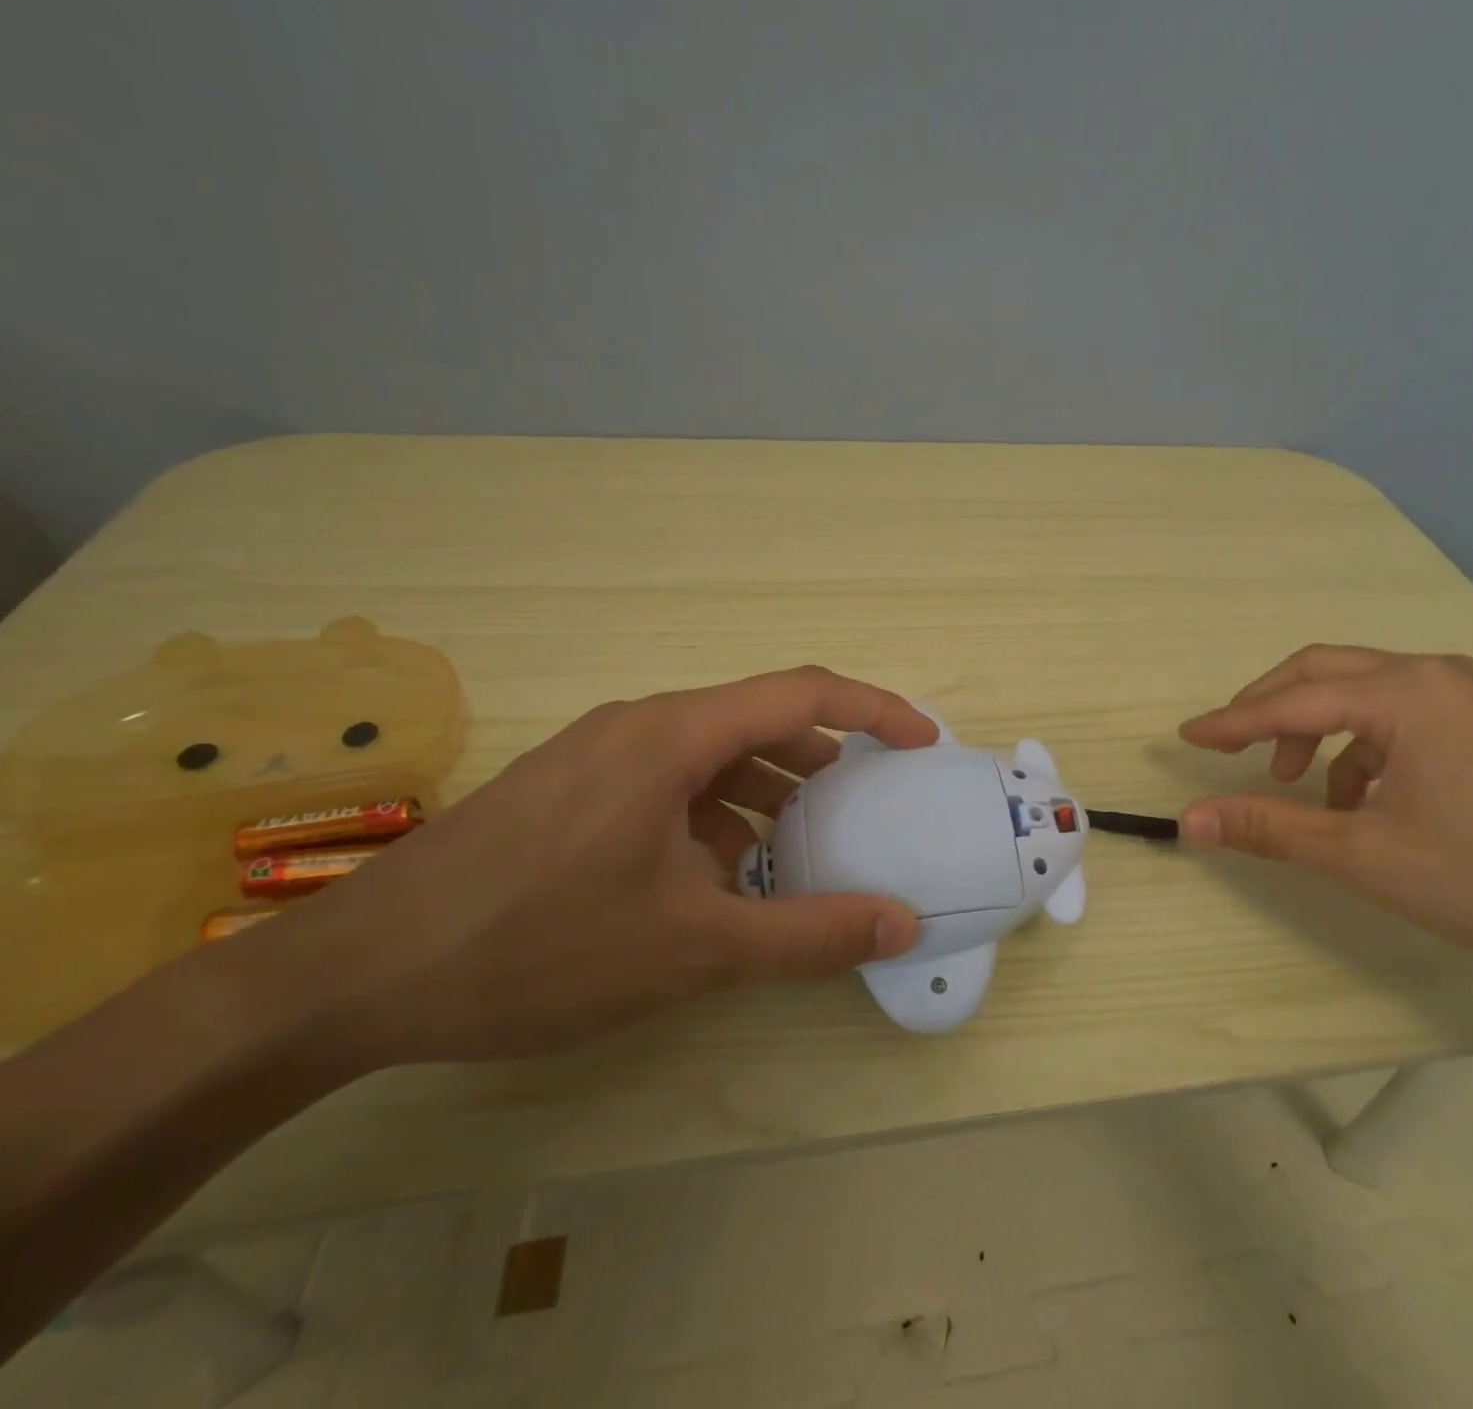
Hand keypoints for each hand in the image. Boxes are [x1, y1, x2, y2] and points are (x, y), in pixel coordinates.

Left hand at [250, 666, 936, 1066]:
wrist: (352, 977)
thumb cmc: (533, 949)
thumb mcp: (691, 950)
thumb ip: (807, 935)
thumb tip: (901, 923)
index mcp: (672, 736)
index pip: (801, 692)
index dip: (875, 709)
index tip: (923, 742)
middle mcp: (639, 727)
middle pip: (759, 722)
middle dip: (824, 761)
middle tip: (868, 809)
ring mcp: (599, 757)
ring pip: (714, 756)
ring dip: (768, 793)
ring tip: (801, 852)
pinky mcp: (573, 792)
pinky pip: (671, 784)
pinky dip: (717, 816)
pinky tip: (719, 876)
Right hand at [1177, 646, 1472, 975]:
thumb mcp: (1364, 854)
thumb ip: (1270, 827)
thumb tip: (1190, 820)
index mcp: (1405, 694)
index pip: (1291, 701)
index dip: (1231, 722)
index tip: (1186, 736)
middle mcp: (1435, 674)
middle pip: (1324, 672)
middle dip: (1269, 708)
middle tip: (1232, 747)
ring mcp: (1470, 693)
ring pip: (1363, 692)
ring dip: (1317, 730)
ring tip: (1303, 787)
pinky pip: (1402, 713)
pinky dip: (1362, 745)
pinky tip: (1363, 798)